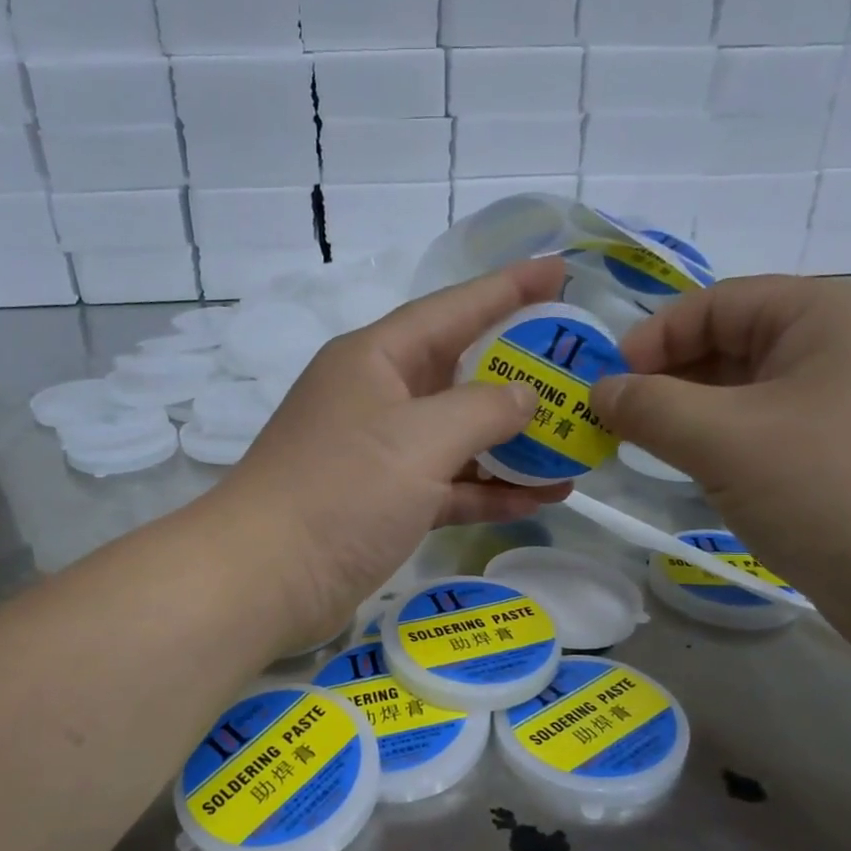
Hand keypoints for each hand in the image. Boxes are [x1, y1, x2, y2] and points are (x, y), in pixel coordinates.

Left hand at [218, 258, 571, 646]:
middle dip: (522, 373)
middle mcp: (378, 398)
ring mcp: (381, 455)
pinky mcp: (386, 505)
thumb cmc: (342, 491)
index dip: (510, 288)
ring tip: (576, 444)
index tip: (562, 272)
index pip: (454, 308)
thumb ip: (483, 408)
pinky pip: (450, 486)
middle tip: (582, 372)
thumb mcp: (420, 438)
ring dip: (514, 443)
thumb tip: (524, 396)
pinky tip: (541, 499)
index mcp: (376, 358)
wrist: (267, 578)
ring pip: (460, 436)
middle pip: (461, 372)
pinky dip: (490, 491)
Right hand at [591, 276, 850, 626]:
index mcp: (830, 314)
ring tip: (649, 453)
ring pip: (754, 396)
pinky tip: (705, 479)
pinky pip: (777, 435)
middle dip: (670, 382)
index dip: (652, 339)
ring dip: (696, 419)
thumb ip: (651, 408)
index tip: (604, 389)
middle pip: (736, 345)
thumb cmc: (834, 491)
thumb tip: (601, 392)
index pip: (718, 303)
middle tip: (616, 426)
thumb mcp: (725, 441)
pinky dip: (732, 449)